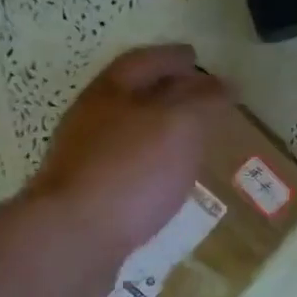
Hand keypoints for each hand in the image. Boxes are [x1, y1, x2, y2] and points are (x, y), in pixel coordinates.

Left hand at [28, 45, 229, 270]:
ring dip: (160, 130)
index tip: (197, 57)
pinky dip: (152, 165)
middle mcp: (91, 121)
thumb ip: (204, 101)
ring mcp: (85, 161)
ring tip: (192, 139)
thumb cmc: (131, 170)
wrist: (72, 239)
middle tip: (201, 97)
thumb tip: (224, 85)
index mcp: (110, 93)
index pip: (143, 62)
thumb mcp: (179, 125)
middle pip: (131, 96)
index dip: (172, 57)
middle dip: (166, 92)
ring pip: (129, 134)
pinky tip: (168, 181)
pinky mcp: (89, 198)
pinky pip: (127, 169)